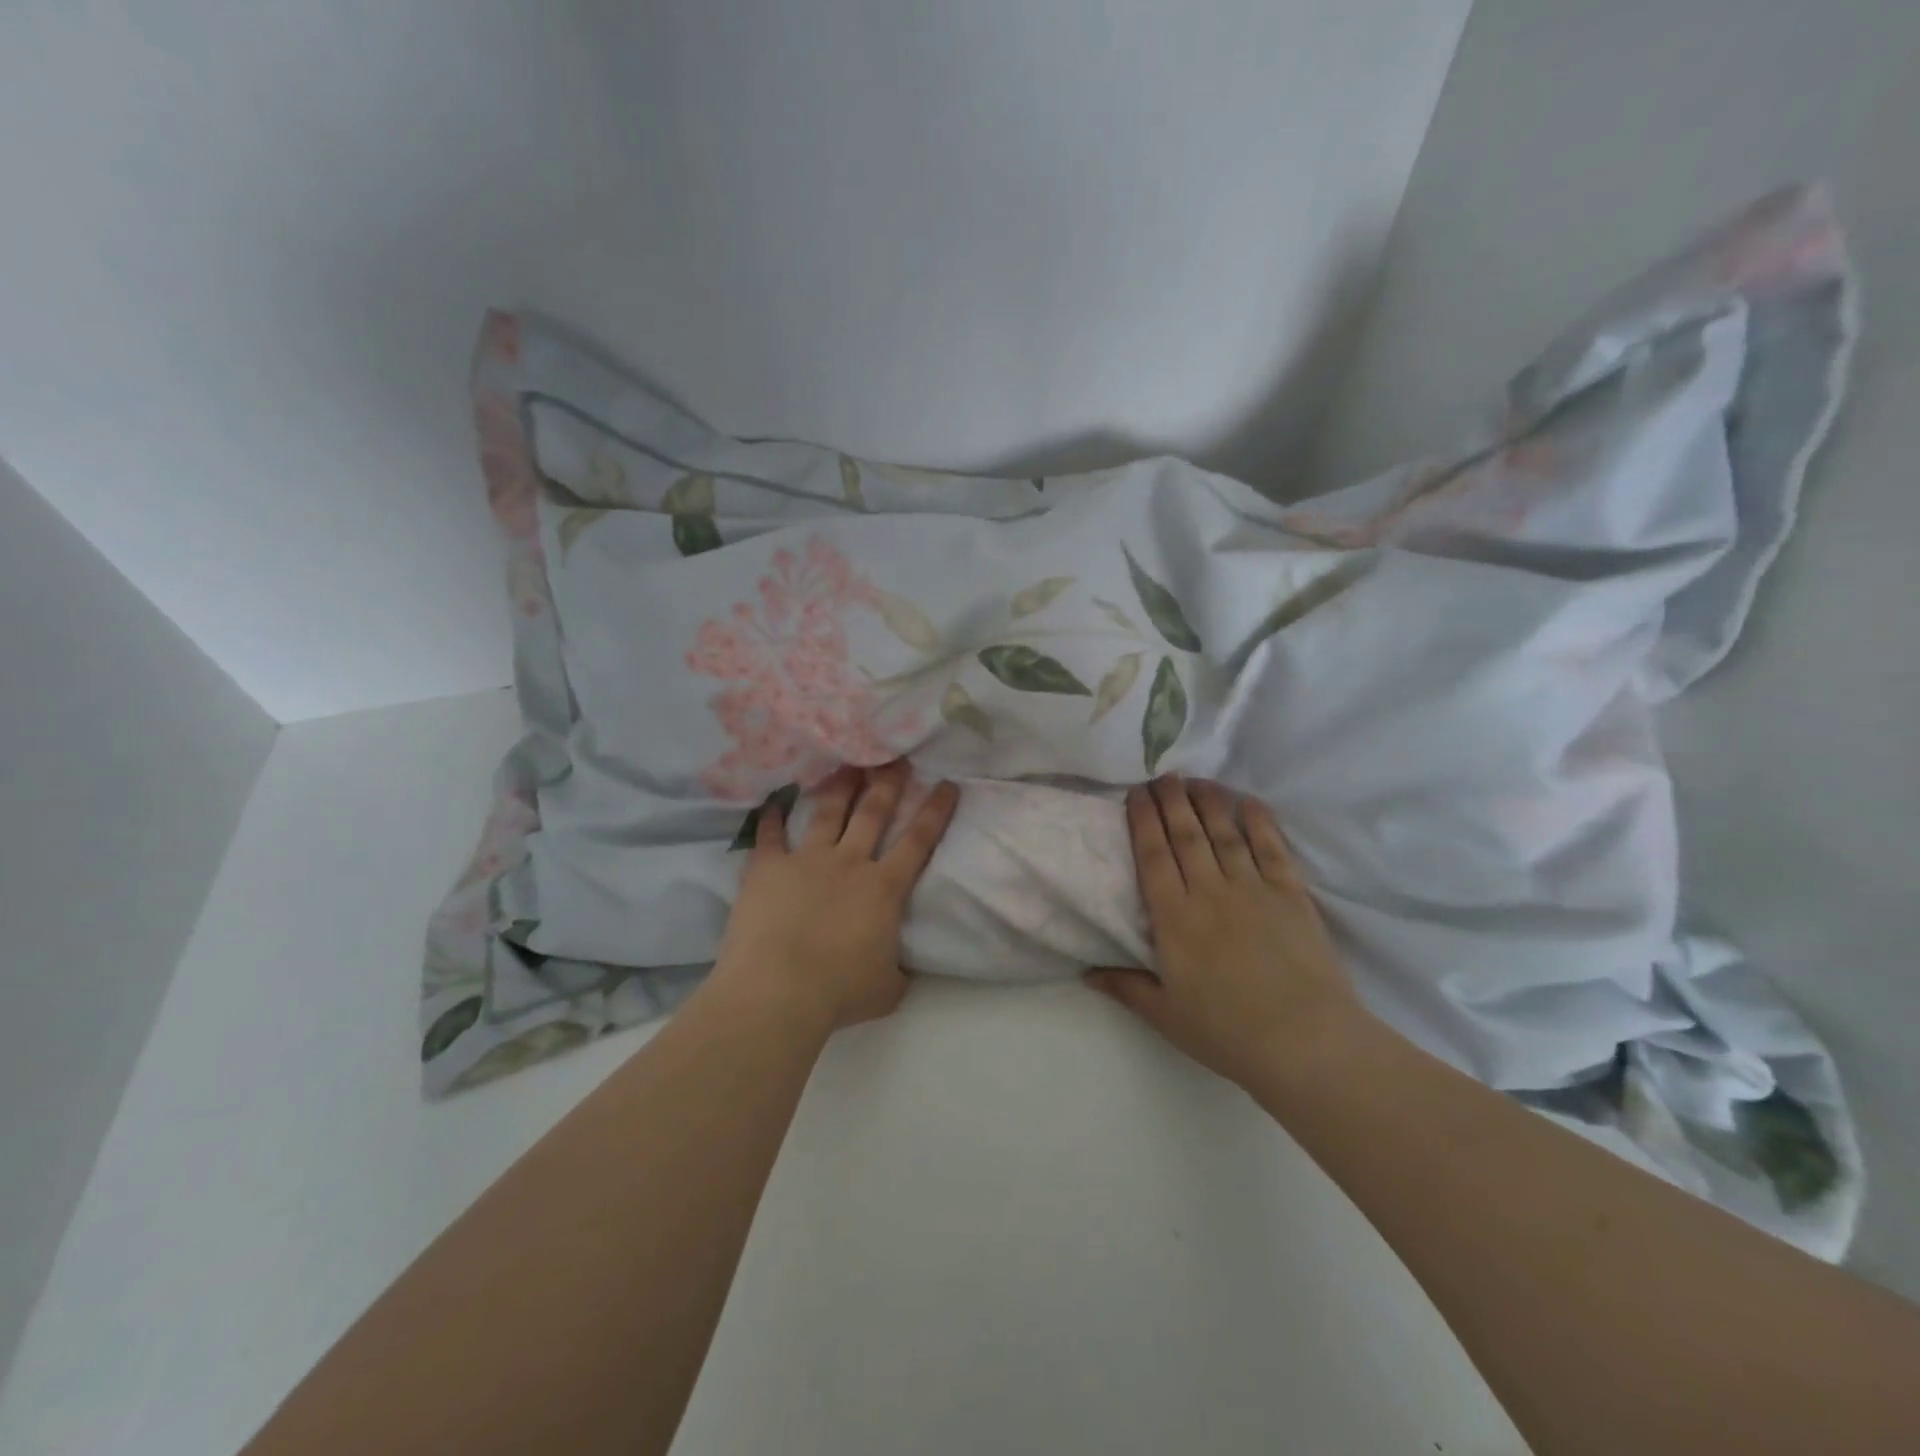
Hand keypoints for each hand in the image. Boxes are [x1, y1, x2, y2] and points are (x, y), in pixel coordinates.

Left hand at [709, 762, 959, 1033]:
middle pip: (873, 812)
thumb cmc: (838, 992)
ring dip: (840, 786)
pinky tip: (773, 801)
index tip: (947, 784)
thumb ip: (898, 972)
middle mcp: (849, 863)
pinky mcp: (768, 868)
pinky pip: (770, 835)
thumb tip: (901, 969)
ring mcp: (806, 860)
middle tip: (896, 757)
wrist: (778, 991)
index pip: (918, 841)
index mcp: (884, 889)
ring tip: (847, 763)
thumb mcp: (887, 990)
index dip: (935, 811)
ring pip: (828, 812)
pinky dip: (771, 817)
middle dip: (888, 782)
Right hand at [1086, 776, 1363, 1089]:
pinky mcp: (1290, 894)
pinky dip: (1259, 821)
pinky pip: (1271, 847)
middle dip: (1172, 801)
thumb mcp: (1166, 1015)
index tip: (1136, 793)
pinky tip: (1248, 802)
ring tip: (1196, 780)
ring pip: (1224, 833)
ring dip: (1209, 802)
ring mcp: (1252, 889)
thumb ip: (1126, 987)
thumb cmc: (1227, 1032)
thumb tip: (1085, 973)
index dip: (1143, 820)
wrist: (1305, 1042)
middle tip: (1163, 775)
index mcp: (1174, 918)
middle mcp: (1209, 892)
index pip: (1152, 856)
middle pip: (1185, 835)